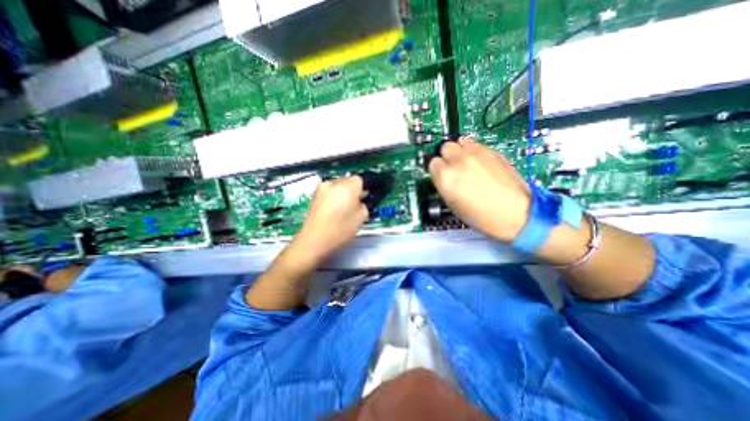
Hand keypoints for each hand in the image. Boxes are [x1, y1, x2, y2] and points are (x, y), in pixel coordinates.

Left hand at [290, 177, 368, 267]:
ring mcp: (321, 188)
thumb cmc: (340, 231)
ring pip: (338, 185)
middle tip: (356, 204)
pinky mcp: (314, 195)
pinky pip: (330, 191)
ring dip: (343, 192)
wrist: (314, 241)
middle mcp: (333, 183)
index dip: (364, 188)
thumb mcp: (361, 217)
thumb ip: (364, 203)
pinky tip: (334, 210)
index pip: (360, 179)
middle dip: (354, 189)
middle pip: (348, 180)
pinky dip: (334, 196)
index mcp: (347, 187)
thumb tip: (362, 198)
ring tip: (344, 208)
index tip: (365, 197)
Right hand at [427, 138, 531, 243]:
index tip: (441, 173)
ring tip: (467, 163)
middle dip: (448, 156)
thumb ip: (444, 184)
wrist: (513, 213)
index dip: (437, 169)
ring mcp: (477, 154)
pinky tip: (481, 165)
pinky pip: (477, 144)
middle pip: (445, 147)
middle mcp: (459, 161)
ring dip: (461, 150)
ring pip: (461, 141)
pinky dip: (475, 152)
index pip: (433, 162)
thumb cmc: (481, 216)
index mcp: (446, 177)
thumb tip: (442, 174)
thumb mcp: (451, 204)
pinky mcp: (493, 151)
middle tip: (454, 167)